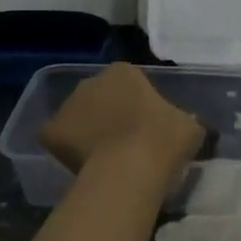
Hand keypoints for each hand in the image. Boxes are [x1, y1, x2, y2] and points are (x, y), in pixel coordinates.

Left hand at [37, 63, 204, 178]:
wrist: (131, 167)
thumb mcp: (190, 125)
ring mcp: (68, 105)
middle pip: (100, 97)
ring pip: (78, 117)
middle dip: (108, 114)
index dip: (137, 105)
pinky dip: (65, 149)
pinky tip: (80, 165)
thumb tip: (182, 127)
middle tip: (124, 142)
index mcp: (124, 72)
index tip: (146, 127)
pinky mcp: (51, 131)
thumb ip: (182, 120)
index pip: (129, 83)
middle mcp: (92, 81)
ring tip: (103, 158)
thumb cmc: (165, 139)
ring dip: (86, 131)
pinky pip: (58, 139)